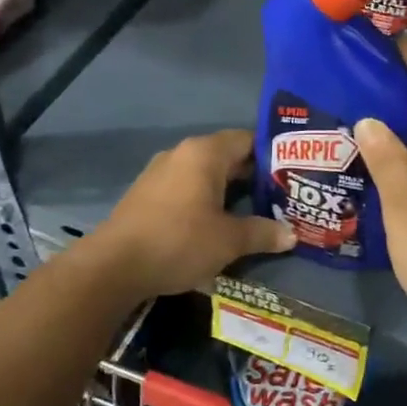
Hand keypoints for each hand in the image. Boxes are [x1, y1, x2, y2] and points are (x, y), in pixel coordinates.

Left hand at [88, 129, 294, 298]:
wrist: (113, 266)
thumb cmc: (179, 241)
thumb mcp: (229, 241)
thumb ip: (262, 233)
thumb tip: (292, 235)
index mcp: (205, 153)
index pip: (247, 139)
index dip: (272, 155)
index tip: (292, 174)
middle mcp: (182, 153)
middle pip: (227, 156)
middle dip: (253, 177)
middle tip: (280, 197)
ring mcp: (160, 173)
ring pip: (204, 174)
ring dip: (227, 191)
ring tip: (253, 212)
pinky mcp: (146, 194)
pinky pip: (185, 189)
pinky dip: (204, 201)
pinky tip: (216, 224)